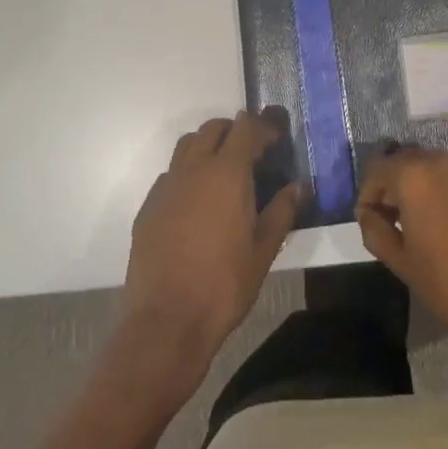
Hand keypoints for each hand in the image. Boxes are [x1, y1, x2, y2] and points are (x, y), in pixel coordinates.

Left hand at [122, 110, 302, 381]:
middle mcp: (194, 169)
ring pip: (187, 145)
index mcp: (227, 173)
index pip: (245, 127)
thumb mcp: (264, 250)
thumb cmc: (224, 285)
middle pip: (213, 128)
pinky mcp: (148, 207)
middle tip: (253, 154)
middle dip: (235, 131)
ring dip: (208, 146)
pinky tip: (196, 204)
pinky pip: (170, 174)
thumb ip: (283, 210)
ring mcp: (166, 186)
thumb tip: (300, 185)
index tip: (276, 140)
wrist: (165, 322)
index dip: (263, 126)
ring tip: (223, 172)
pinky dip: (187, 174)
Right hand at [354, 148, 447, 347]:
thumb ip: (375, 231)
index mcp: (413, 175)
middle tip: (395, 220)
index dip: (368, 195)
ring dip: (423, 186)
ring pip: (435, 167)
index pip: (377, 169)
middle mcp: (441, 161)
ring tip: (426, 221)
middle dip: (394, 186)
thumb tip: (367, 214)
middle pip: (406, 161)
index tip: (371, 222)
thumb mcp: (401, 263)